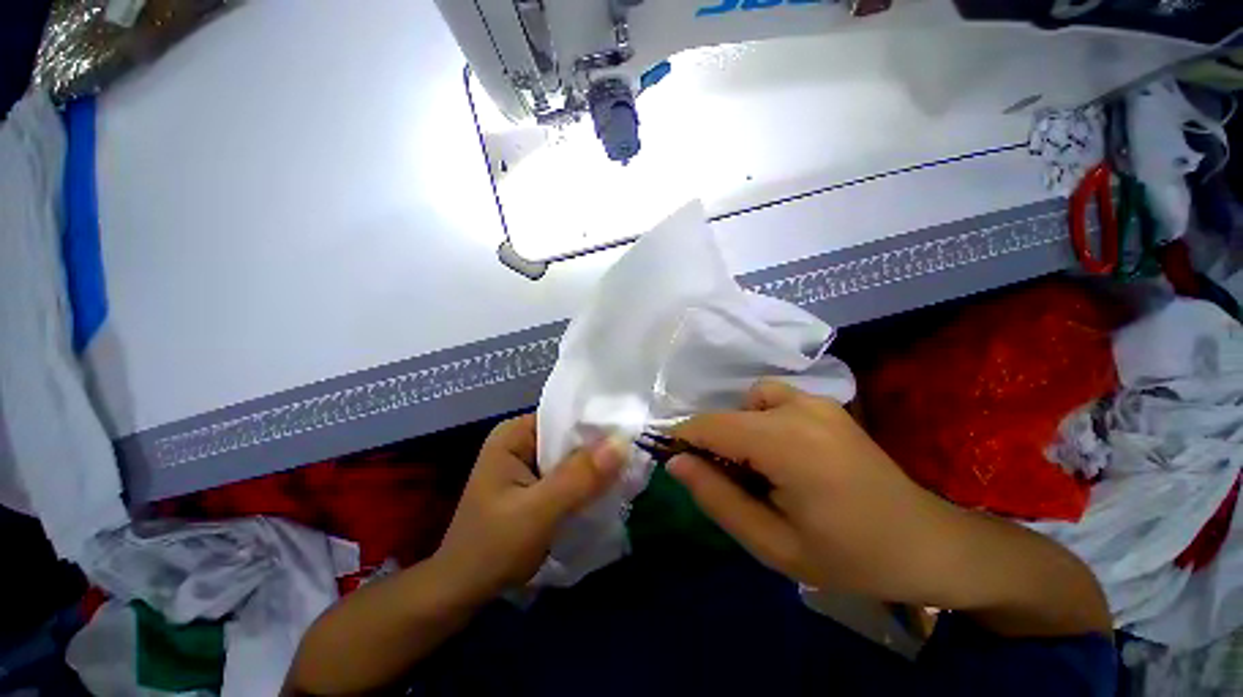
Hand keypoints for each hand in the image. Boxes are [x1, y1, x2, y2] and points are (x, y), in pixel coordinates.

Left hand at [432, 414, 624, 601]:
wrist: (461, 593)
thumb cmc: (490, 549)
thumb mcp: (537, 512)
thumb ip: (579, 477)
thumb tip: (623, 442)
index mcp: (515, 434)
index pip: (566, 417)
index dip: (599, 426)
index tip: (632, 437)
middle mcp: (523, 440)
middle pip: (572, 437)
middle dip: (601, 450)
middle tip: (637, 458)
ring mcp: (530, 462)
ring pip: (574, 457)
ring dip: (597, 468)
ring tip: (629, 472)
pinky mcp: (537, 483)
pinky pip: (570, 475)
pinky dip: (588, 483)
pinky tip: (608, 489)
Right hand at [668, 380, 964, 604]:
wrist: (926, 543)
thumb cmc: (850, 557)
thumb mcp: (773, 545)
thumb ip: (717, 498)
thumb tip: (677, 461)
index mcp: (787, 444)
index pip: (711, 425)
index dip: (683, 439)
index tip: (674, 462)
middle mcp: (800, 409)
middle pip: (729, 414)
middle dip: (714, 443)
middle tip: (729, 484)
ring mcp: (818, 402)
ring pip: (750, 400)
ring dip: (740, 429)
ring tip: (759, 467)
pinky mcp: (828, 404)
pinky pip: (775, 399)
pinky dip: (763, 418)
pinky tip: (783, 452)